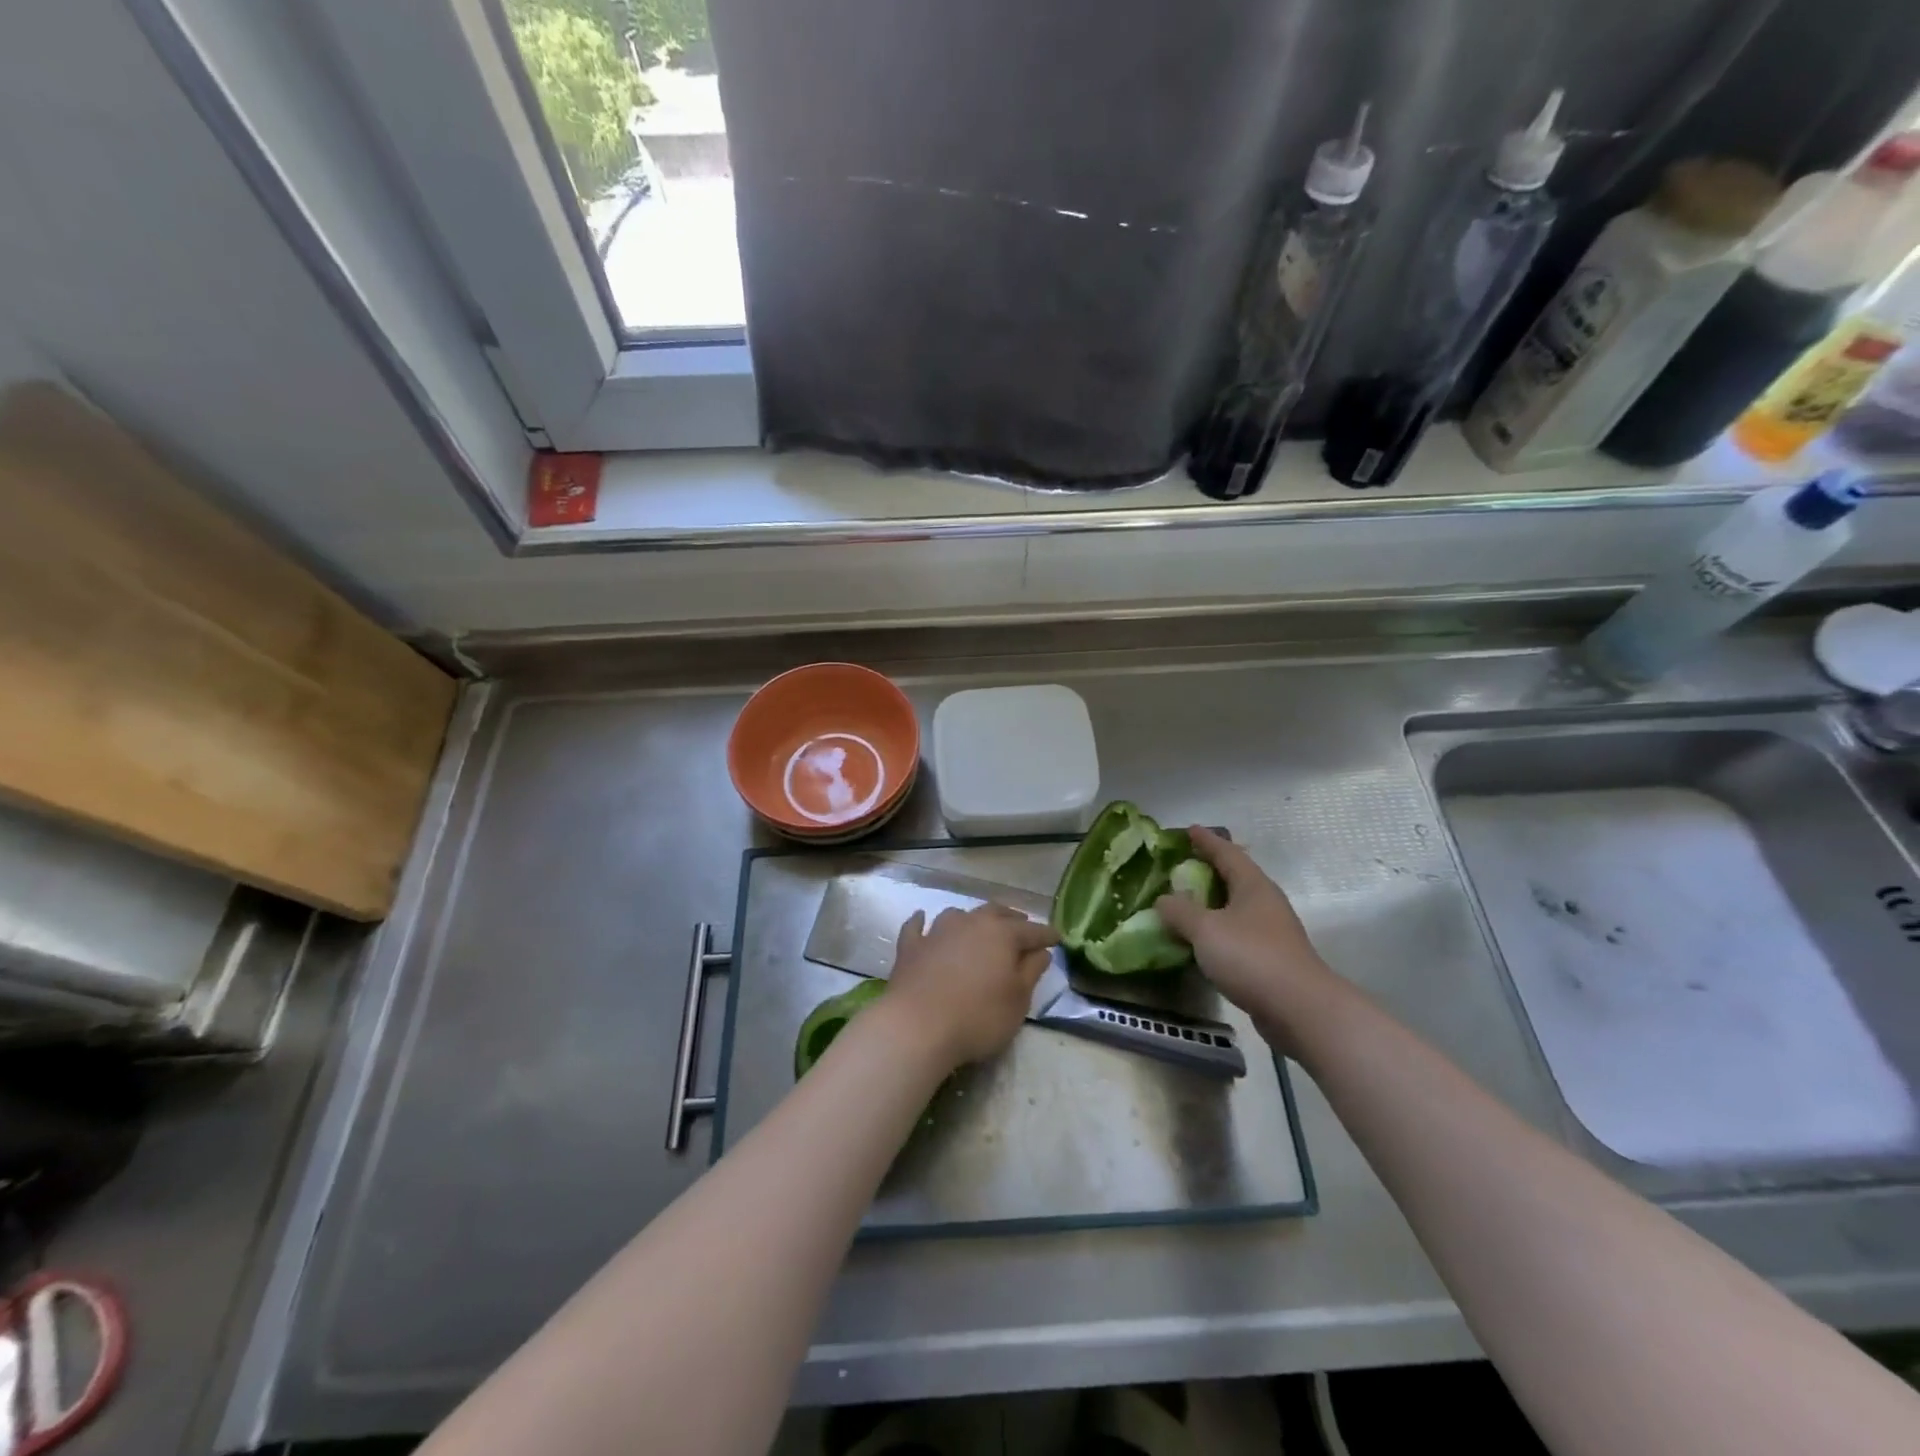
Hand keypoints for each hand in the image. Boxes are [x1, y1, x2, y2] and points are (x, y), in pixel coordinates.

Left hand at [883, 905, 1058, 1070]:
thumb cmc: (978, 1016)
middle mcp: (970, 923)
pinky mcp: (910, 946)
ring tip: (978, 926)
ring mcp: (937, 931)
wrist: (917, 1026)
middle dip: (1011, 919)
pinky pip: (916, 926)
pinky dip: (922, 922)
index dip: (1046, 934)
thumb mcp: (1018, 1000)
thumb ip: (1031, 972)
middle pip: (995, 913)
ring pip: (958, 915)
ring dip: (971, 919)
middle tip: (1022, 925)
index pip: (1031, 931)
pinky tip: (922, 919)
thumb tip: (1041, 951)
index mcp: (1001, 934)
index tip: (1057, 937)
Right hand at [1154, 827, 1346, 1045]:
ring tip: (1186, 902)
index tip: (1189, 830)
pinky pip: (1237, 934)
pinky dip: (1217, 931)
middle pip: (1235, 878)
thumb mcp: (1205, 929)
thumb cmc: (1251, 957)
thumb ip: (1180, 911)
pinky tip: (1201, 941)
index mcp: (1253, 886)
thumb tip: (1163, 899)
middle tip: (1183, 864)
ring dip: (1212, 903)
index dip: (1206, 841)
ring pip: (1236, 908)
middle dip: (1210, 870)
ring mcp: (1271, 932)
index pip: (1227, 853)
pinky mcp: (1270, 960)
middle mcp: (1265, 903)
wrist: (1300, 1009)